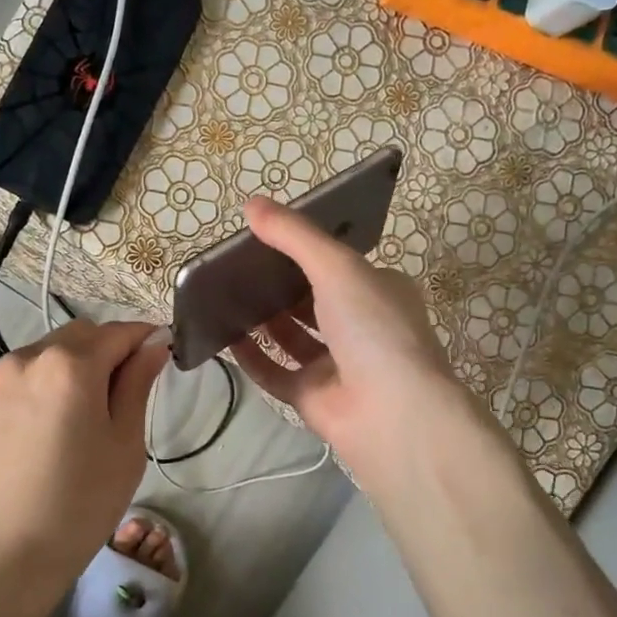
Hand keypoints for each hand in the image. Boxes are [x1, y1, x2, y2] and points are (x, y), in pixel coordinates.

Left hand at [0, 317, 166, 616]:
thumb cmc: (76, 506)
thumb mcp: (124, 447)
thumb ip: (137, 386)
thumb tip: (151, 347)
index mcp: (70, 364)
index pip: (119, 332)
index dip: (145, 339)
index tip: (161, 354)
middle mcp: (25, 358)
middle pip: (78, 337)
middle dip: (106, 350)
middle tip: (122, 392)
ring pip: (43, 357)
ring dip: (69, 370)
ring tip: (78, 418)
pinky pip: (14, 383)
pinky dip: (37, 390)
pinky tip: (41, 435)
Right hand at [231, 195, 482, 490]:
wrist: (392, 413)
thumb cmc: (373, 327)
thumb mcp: (336, 267)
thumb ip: (294, 236)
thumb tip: (251, 203)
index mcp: (378, 290)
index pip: (337, 263)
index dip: (303, 249)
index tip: (264, 237)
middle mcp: (360, 326)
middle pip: (311, 299)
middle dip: (277, 284)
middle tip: (235, 265)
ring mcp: (336, 364)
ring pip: (292, 336)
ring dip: (262, 319)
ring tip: (224, 296)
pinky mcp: (313, 396)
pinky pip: (275, 373)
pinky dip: (252, 357)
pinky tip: (224, 338)